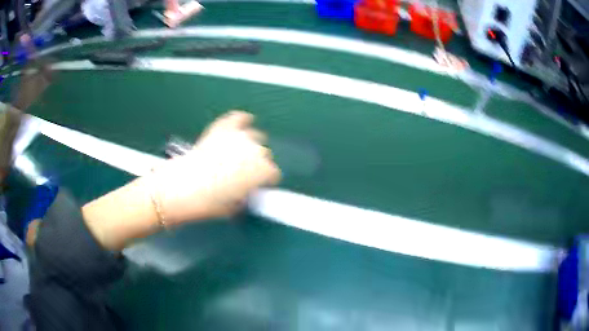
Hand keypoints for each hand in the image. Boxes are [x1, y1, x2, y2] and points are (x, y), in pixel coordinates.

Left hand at [153, 111, 280, 223]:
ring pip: (254, 137)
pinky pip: (237, 119)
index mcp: (261, 171)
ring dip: (250, 146)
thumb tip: (246, 192)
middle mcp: (254, 150)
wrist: (179, 188)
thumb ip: (245, 196)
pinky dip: (241, 120)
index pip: (273, 173)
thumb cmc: (207, 203)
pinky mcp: (221, 129)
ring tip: (239, 155)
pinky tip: (244, 121)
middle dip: (257, 165)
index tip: (257, 185)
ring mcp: (237, 137)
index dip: (265, 181)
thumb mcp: (233, 208)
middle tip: (244, 174)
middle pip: (264, 155)